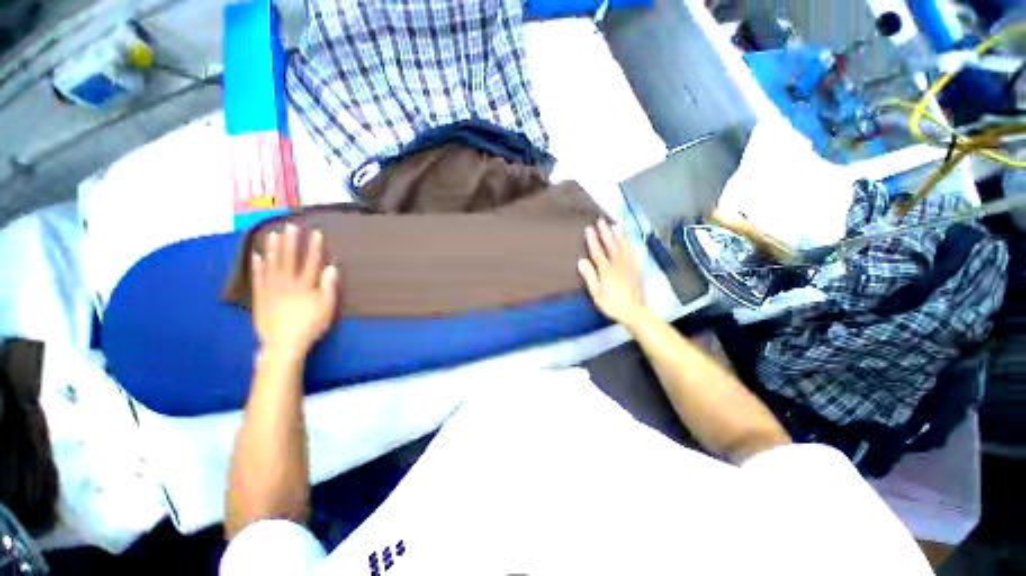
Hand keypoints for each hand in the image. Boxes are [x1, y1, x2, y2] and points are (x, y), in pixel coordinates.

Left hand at [252, 225, 338, 355]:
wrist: (283, 344)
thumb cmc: (310, 326)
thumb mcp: (326, 308)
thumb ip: (329, 287)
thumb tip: (332, 267)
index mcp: (305, 286)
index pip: (311, 262)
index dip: (314, 247)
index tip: (316, 233)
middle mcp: (288, 283)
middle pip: (290, 259)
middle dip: (292, 242)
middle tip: (291, 226)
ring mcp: (272, 289)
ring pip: (272, 265)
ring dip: (273, 249)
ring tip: (274, 234)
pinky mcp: (261, 296)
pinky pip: (258, 277)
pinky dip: (257, 266)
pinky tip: (256, 255)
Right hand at [577, 220, 646, 326]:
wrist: (634, 312)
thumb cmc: (612, 304)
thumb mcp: (596, 294)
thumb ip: (590, 277)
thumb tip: (581, 261)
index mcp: (607, 271)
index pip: (598, 252)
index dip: (593, 240)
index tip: (589, 229)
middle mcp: (619, 265)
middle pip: (612, 246)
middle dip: (606, 233)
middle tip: (601, 221)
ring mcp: (629, 266)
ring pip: (624, 247)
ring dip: (619, 235)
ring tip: (616, 225)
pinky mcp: (636, 269)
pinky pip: (633, 253)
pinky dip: (630, 244)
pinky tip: (629, 240)